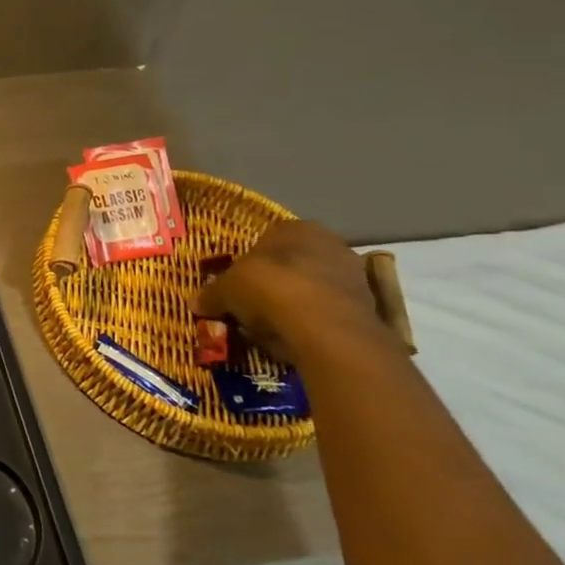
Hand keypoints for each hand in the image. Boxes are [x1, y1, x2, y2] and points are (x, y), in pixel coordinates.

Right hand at [194, 221, 386, 361]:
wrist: (324, 326)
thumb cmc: (269, 289)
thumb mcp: (226, 290)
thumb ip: (211, 295)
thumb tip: (196, 303)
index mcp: (294, 228)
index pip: (266, 240)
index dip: (249, 264)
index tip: (238, 286)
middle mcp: (328, 243)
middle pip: (293, 263)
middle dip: (275, 283)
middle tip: (254, 306)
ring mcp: (353, 274)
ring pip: (314, 287)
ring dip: (297, 303)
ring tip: (275, 326)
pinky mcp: (369, 306)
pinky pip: (330, 310)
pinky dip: (316, 321)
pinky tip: (298, 336)